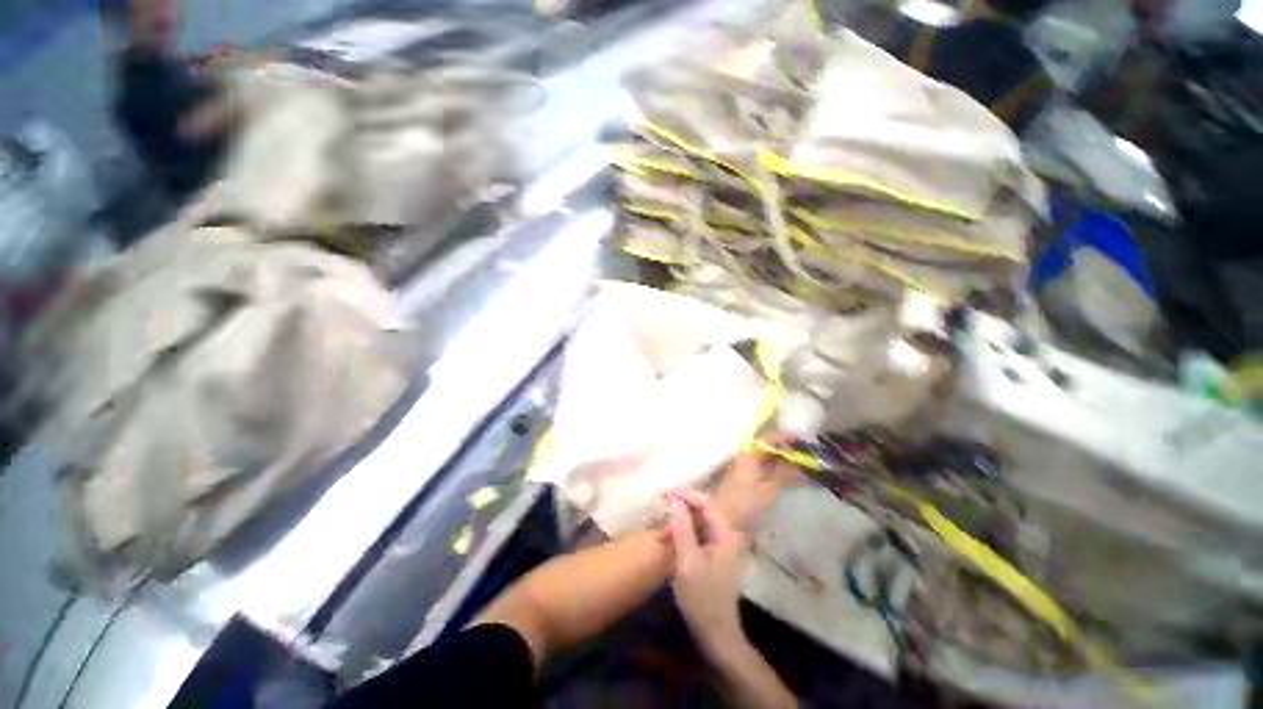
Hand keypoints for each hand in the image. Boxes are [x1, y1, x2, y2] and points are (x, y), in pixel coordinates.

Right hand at [668, 490, 748, 656]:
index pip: (706, 503)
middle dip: (683, 506)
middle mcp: (727, 536)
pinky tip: (672, 540)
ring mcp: (723, 547)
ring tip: (663, 527)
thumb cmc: (702, 599)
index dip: (686, 494)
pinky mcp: (716, 557)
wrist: (717, 635)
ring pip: (701, 523)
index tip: (666, 492)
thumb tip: (675, 500)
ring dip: (682, 521)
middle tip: (662, 507)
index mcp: (725, 535)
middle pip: (704, 510)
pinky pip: (700, 535)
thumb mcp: (687, 563)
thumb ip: (682, 529)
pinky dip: (685, 533)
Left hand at [708, 440, 799, 531]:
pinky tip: (789, 476)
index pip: (768, 440)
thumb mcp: (767, 489)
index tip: (802, 438)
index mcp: (749, 455)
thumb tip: (800, 464)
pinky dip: (777, 469)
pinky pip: (764, 468)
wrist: (722, 521)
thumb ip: (783, 474)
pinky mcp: (745, 482)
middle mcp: (746, 458)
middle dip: (786, 448)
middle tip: (806, 453)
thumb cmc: (744, 503)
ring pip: (766, 458)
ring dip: (783, 459)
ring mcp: (745, 469)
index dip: (785, 437)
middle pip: (767, 448)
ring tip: (802, 464)